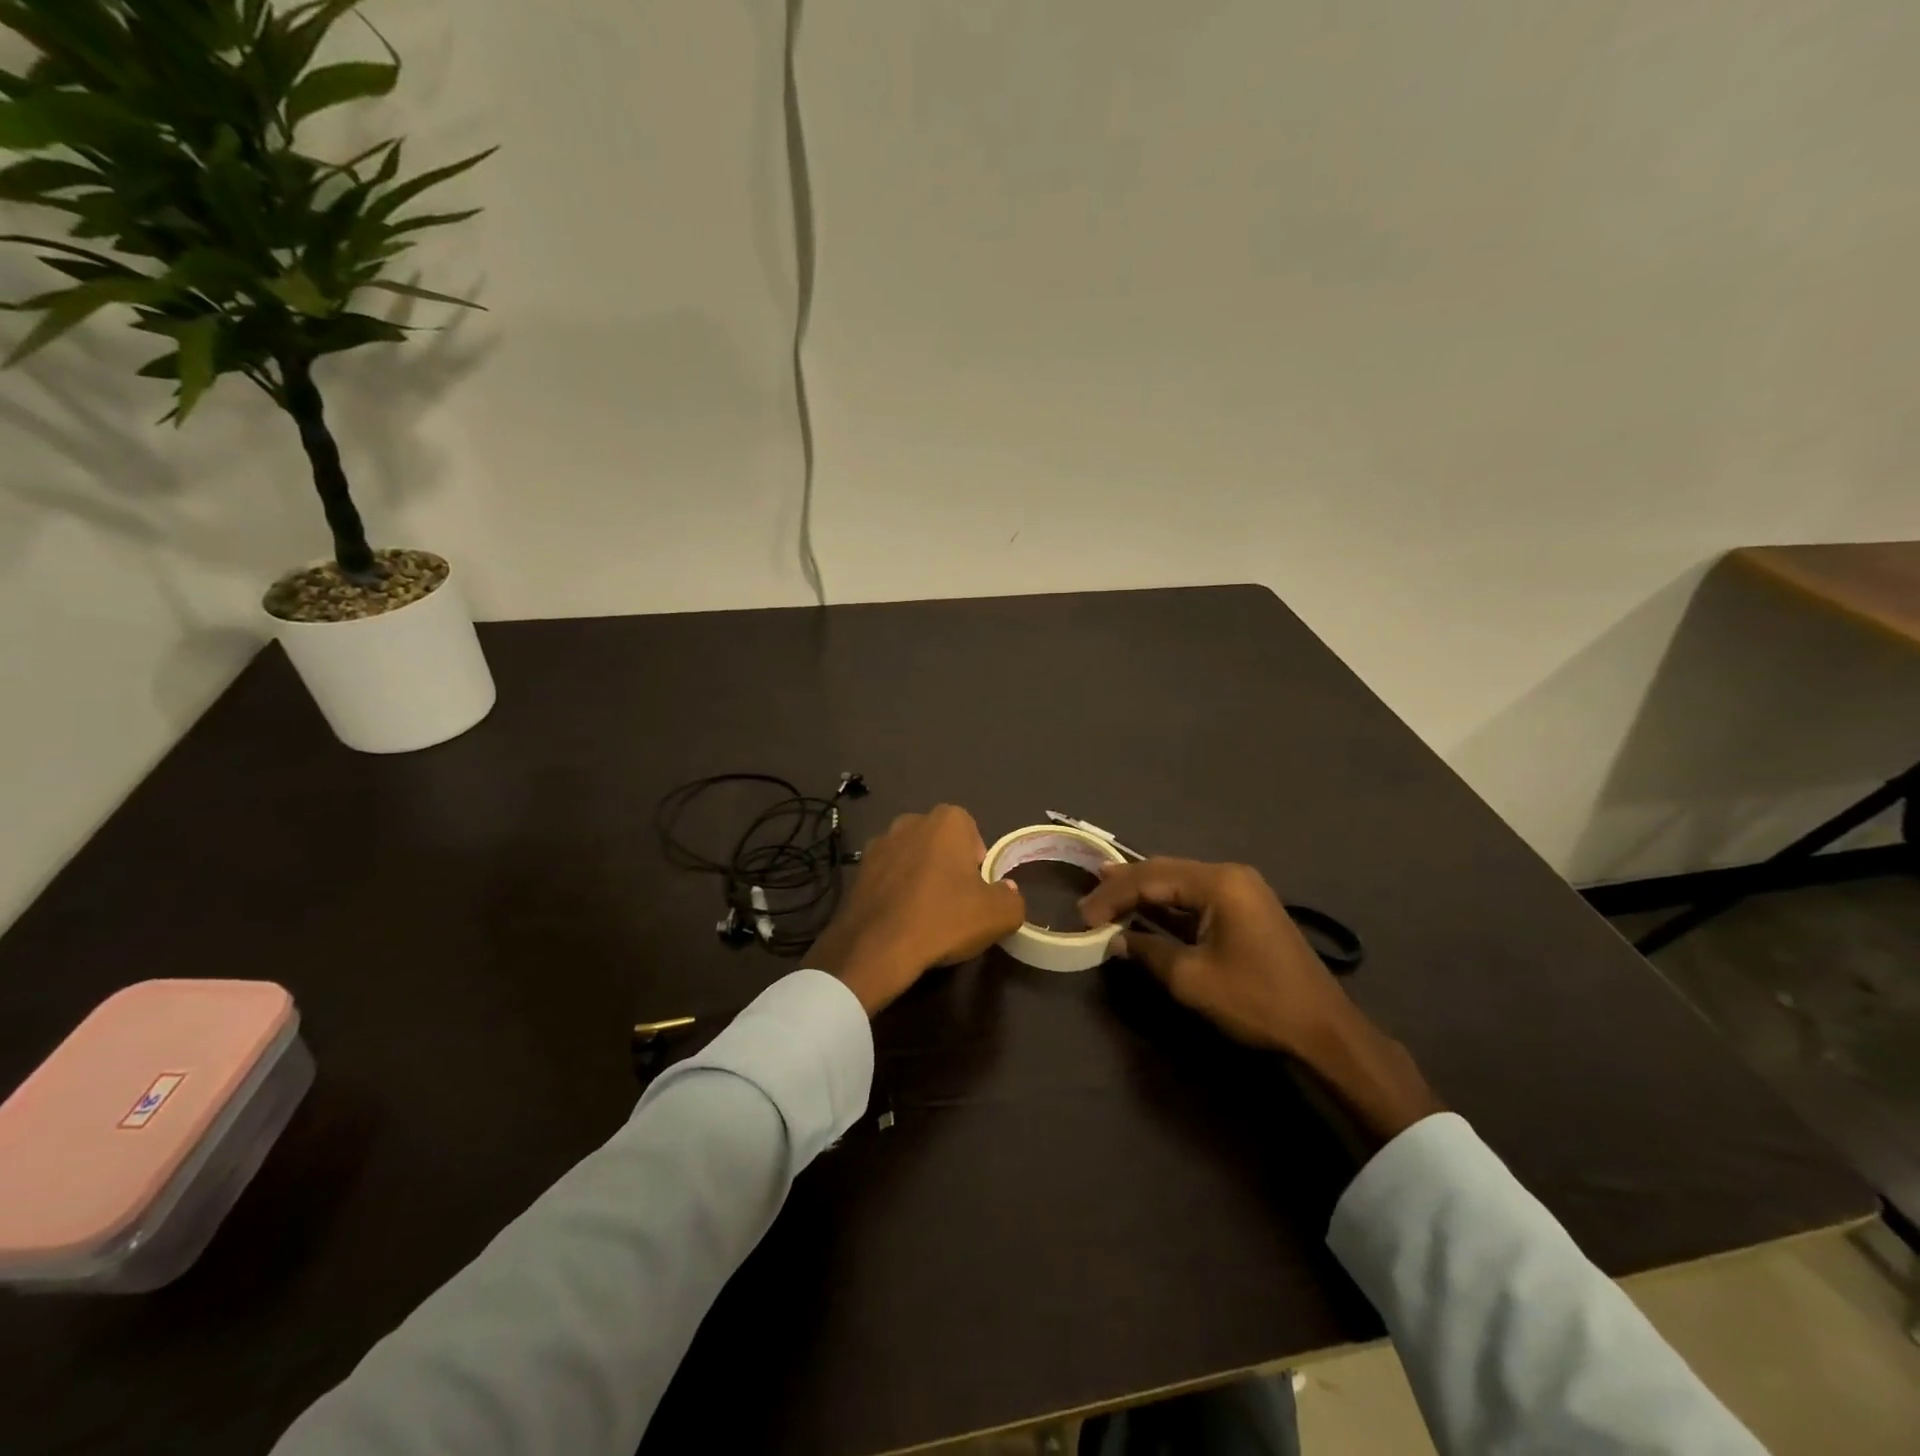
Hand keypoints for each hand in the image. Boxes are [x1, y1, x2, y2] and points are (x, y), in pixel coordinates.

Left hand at [808, 805, 1026, 1016]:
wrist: (877, 948)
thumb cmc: (944, 919)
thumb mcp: (999, 915)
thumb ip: (1012, 898)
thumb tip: (1006, 891)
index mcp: (947, 820)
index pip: (971, 832)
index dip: (977, 861)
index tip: (977, 890)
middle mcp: (910, 821)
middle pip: (939, 842)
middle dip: (947, 865)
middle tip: (954, 902)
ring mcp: (879, 843)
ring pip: (910, 857)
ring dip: (919, 876)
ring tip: (925, 913)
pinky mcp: (857, 870)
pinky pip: (887, 876)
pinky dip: (895, 890)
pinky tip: (900, 919)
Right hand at [1080, 857, 1442, 1143]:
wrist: (1324, 1029)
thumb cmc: (1256, 1000)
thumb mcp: (1192, 979)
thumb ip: (1149, 951)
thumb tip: (1117, 940)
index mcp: (1219, 882)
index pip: (1151, 878)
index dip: (1112, 895)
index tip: (1083, 916)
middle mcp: (1231, 875)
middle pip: (1165, 871)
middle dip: (1125, 886)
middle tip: (1089, 898)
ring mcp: (1243, 890)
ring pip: (1180, 882)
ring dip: (1145, 892)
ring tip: (1107, 894)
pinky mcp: (1247, 909)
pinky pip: (1197, 897)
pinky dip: (1168, 905)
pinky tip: (1146, 909)